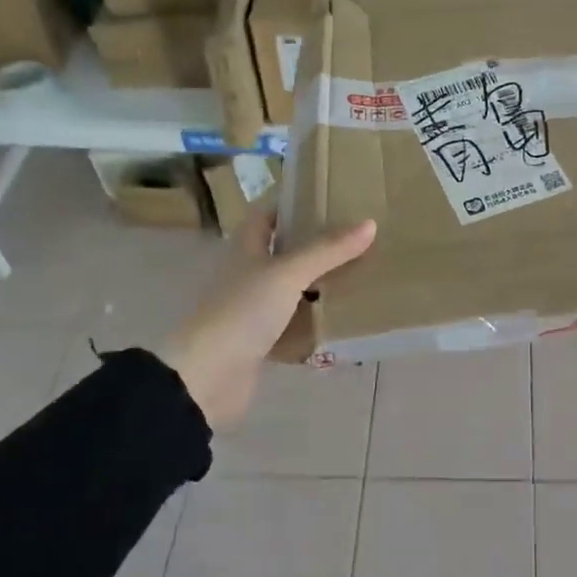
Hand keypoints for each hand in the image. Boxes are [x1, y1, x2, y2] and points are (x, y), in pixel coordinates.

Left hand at [159, 208, 376, 429]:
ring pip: (292, 291)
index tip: (328, 198)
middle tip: (358, 239)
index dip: (292, 203)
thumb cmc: (243, 312)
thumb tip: (370, 223)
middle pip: (284, 252)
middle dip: (317, 246)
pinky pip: (294, 328)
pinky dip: (315, 326)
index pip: (266, 215)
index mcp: (246, 249)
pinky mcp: (260, 343)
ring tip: (361, 277)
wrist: (206, 377)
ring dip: (320, 286)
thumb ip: (327, 250)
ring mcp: (252, 310)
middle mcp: (248, 275)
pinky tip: (343, 324)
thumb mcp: (288, 274)